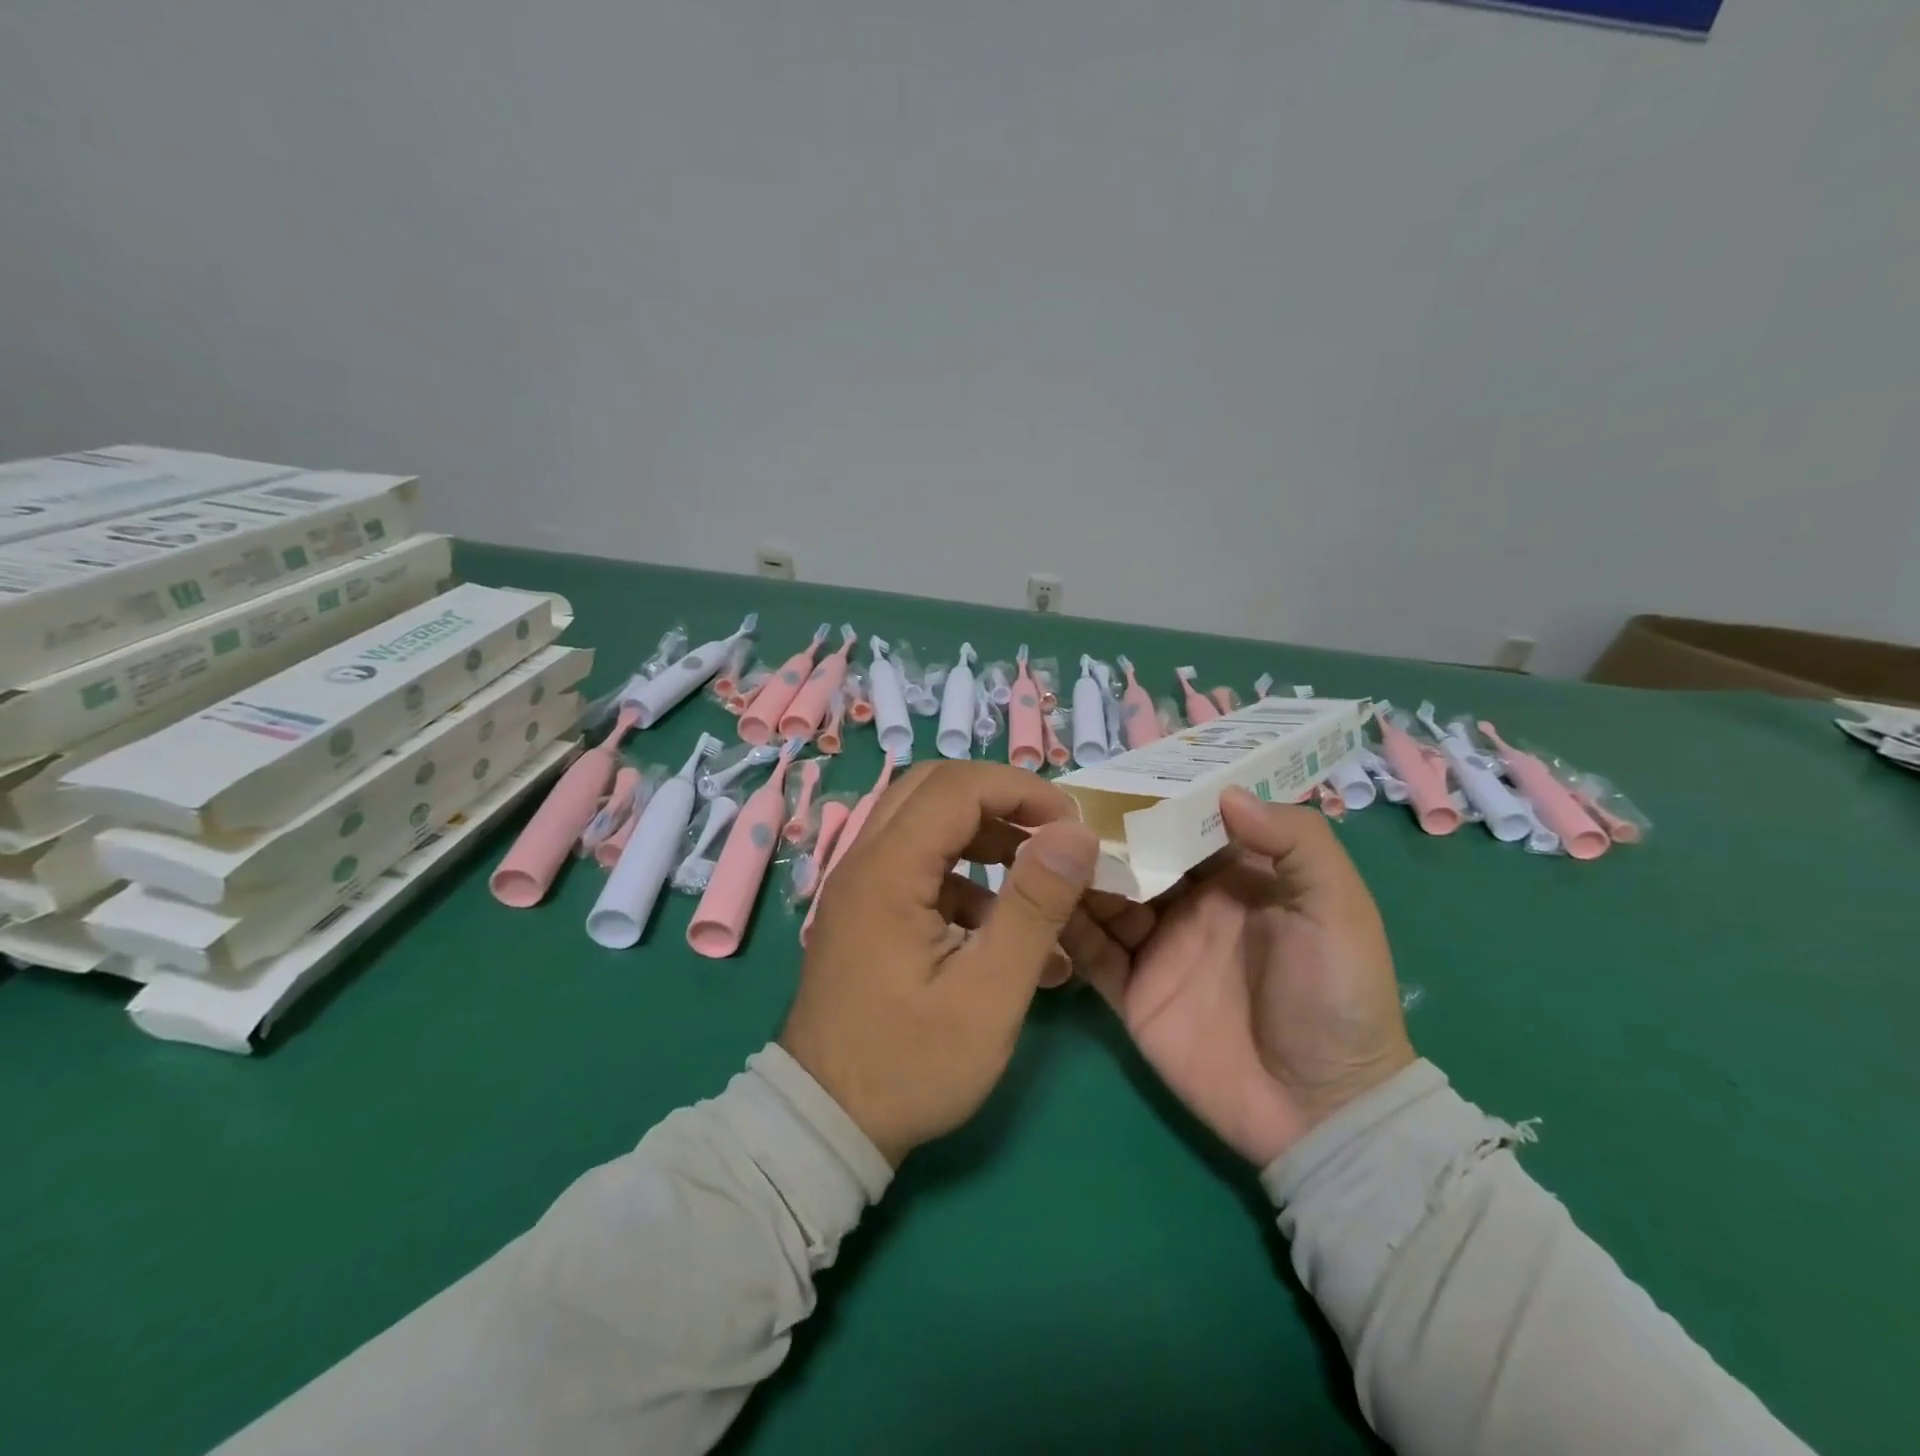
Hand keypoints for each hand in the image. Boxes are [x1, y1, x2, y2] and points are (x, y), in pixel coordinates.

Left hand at [784, 762, 1099, 1166]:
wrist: (825, 1122)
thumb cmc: (910, 1065)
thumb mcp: (989, 994)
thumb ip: (1034, 907)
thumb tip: (1075, 834)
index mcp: (888, 870)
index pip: (957, 787)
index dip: (1021, 791)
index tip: (1071, 825)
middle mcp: (864, 861)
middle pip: (934, 789)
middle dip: (1000, 800)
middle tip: (1050, 834)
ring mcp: (859, 885)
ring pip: (923, 821)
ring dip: (982, 833)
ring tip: (1034, 875)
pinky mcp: (865, 911)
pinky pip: (915, 863)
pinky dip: (962, 873)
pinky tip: (996, 925)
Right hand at [1066, 787, 1413, 1166]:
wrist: (1321, 1110)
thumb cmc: (1337, 997)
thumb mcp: (1338, 909)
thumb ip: (1296, 842)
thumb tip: (1225, 791)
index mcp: (1235, 876)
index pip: (1183, 823)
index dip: (1151, 798)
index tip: (1109, 773)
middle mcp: (1190, 904)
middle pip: (1136, 856)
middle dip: (1100, 833)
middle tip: (1054, 807)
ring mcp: (1157, 948)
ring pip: (1104, 898)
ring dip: (1076, 874)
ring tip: (1037, 847)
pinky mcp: (1132, 991)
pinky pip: (1091, 952)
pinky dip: (1065, 926)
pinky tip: (1037, 900)